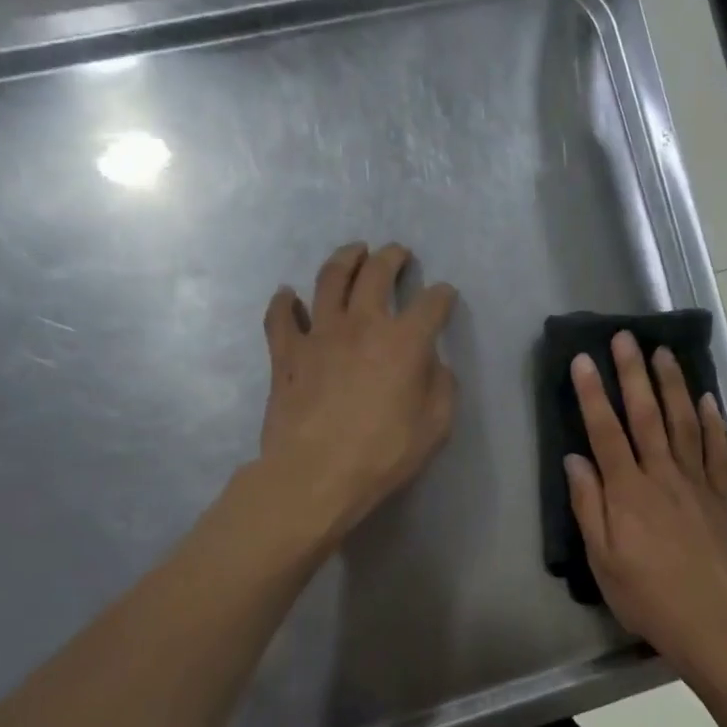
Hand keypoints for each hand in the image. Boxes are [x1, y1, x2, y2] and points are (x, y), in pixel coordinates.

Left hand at [258, 242, 457, 546]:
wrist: (315, 474)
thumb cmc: (383, 454)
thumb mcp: (435, 427)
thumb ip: (441, 387)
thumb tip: (433, 364)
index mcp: (404, 342)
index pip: (431, 305)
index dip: (442, 296)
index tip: (445, 295)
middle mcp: (362, 325)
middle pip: (377, 274)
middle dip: (392, 258)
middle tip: (398, 253)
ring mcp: (319, 334)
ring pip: (330, 280)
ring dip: (345, 259)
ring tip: (354, 252)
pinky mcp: (286, 353)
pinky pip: (281, 317)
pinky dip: (285, 302)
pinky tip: (288, 294)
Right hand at [564, 330, 726, 669]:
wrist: (707, 619)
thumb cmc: (644, 594)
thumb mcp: (601, 558)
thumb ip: (588, 505)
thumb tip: (574, 459)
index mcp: (627, 490)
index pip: (605, 430)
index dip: (591, 393)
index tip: (582, 359)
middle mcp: (662, 475)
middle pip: (646, 415)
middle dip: (633, 373)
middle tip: (626, 337)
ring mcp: (695, 482)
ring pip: (684, 422)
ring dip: (673, 385)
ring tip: (664, 353)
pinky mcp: (720, 496)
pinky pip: (717, 451)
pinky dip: (713, 422)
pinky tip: (707, 400)